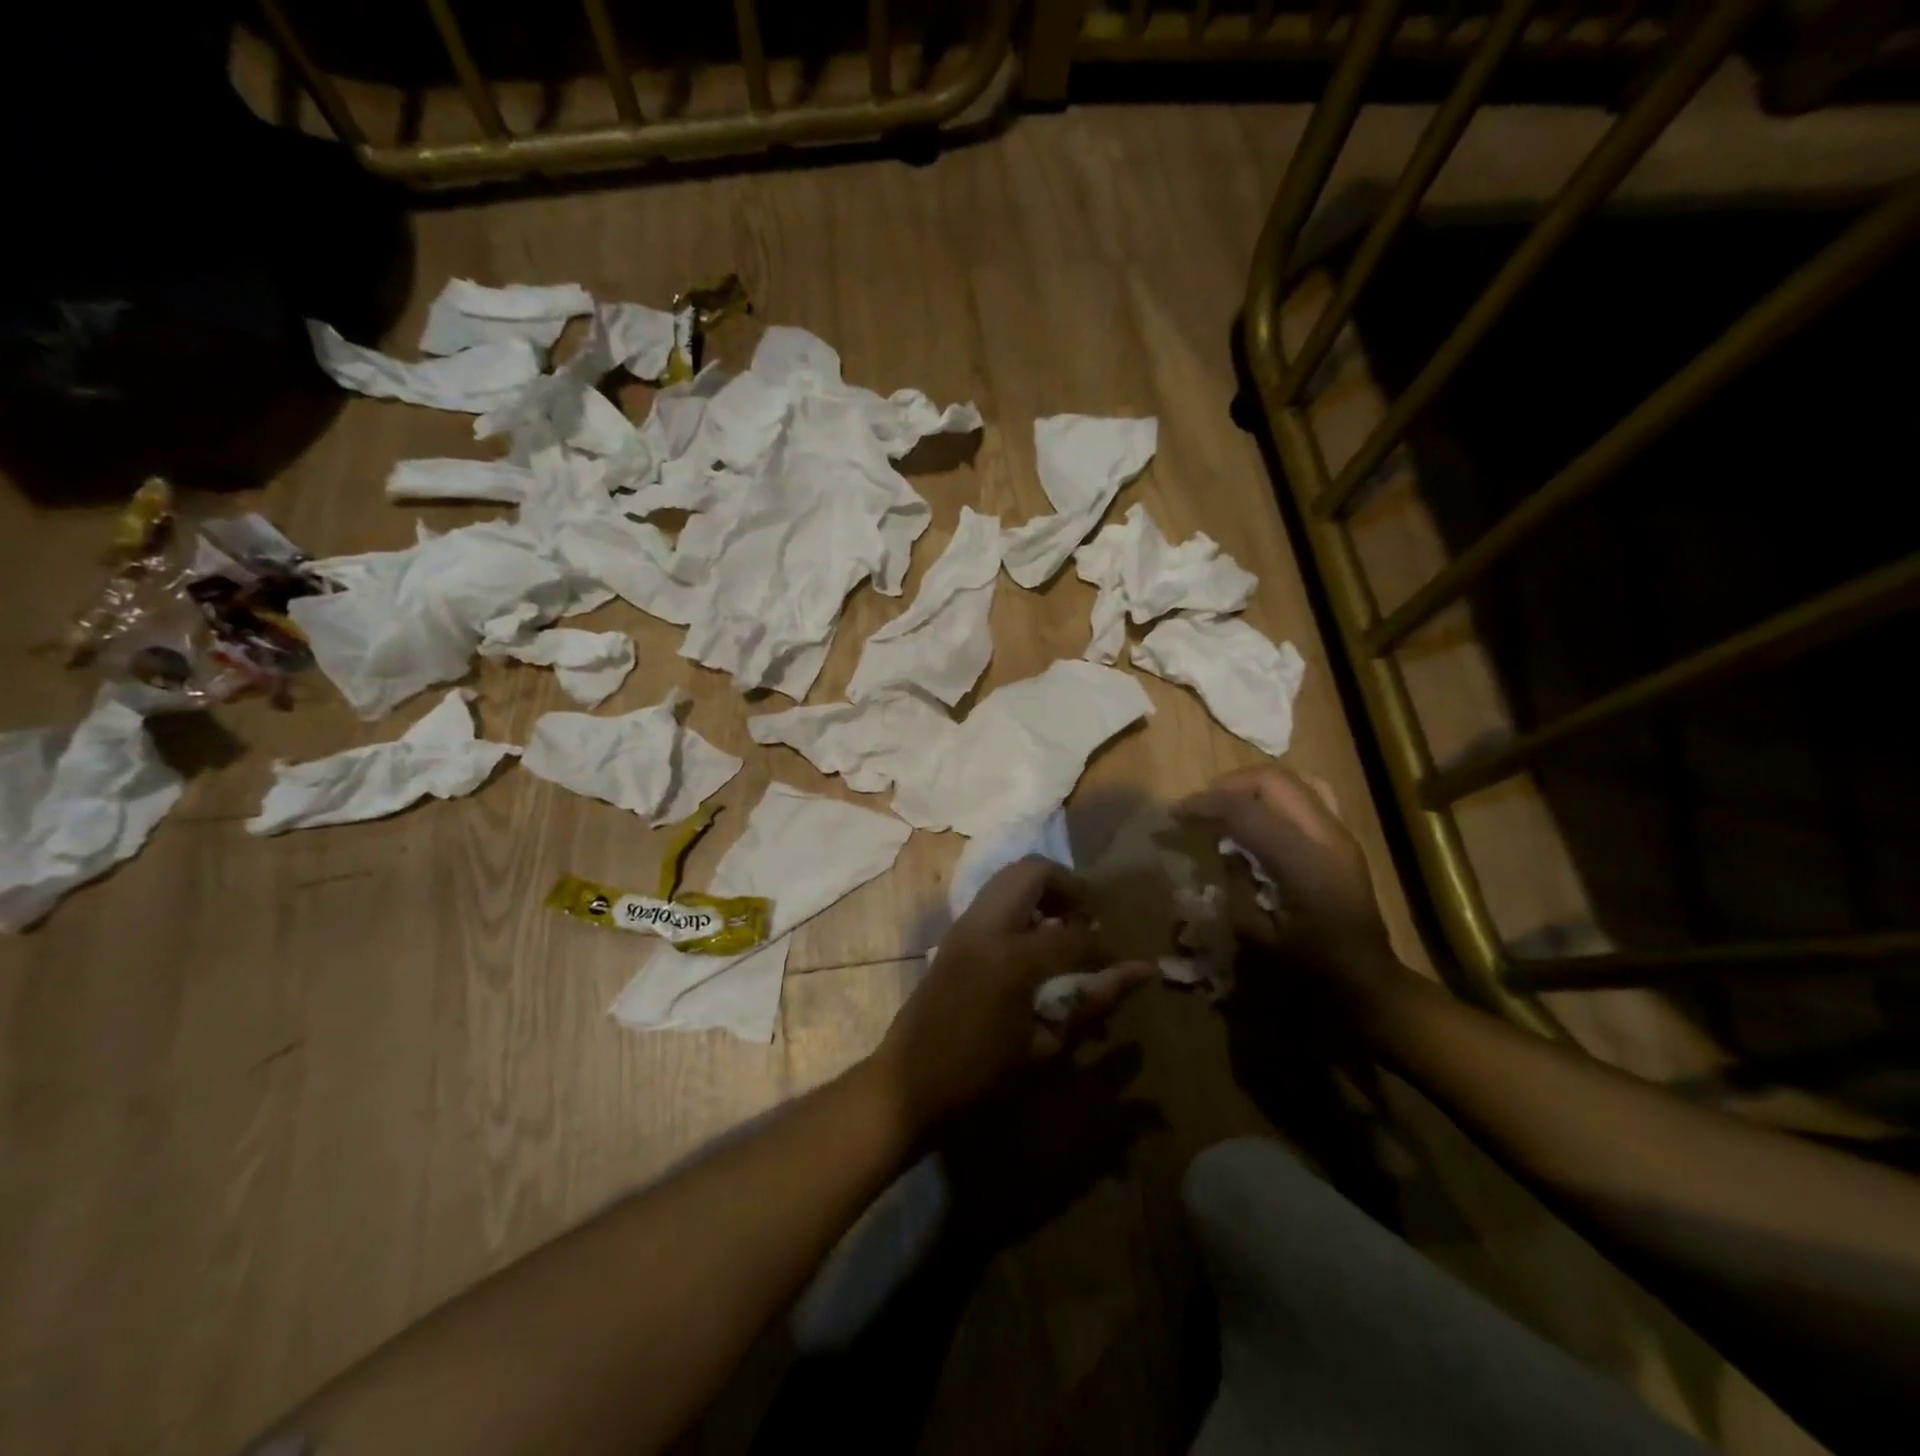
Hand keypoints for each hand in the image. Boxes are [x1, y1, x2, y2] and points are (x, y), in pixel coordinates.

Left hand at [872, 857, 1151, 1132]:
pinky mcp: (954, 930)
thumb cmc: (980, 1073)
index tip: (1118, 962)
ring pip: (1011, 875)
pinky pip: (994, 895)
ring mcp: (965, 922)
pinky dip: (1020, 902)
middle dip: (1069, 887)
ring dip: (1043, 890)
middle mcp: (988, 925)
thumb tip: (1140, 972)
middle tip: (1086, 921)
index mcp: (1013, 957)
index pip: (1075, 934)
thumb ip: (1092, 1002)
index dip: (1104, 946)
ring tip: (1061, 929)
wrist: (909, 1080)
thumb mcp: (1044, 1045)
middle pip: (1035, 870)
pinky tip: (1031, 942)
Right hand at [1174, 765, 1406, 1004]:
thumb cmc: (1310, 972)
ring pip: (1288, 782)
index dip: (1205, 804)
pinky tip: (1252, 826)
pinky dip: (1267, 800)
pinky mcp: (1340, 839)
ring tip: (1222, 812)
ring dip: (1248, 789)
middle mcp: (1326, 837)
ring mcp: (1338, 834)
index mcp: (1305, 864)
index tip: (1174, 814)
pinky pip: (1300, 798)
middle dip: (1227, 786)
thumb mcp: (1258, 938)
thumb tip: (1221, 848)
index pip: (1247, 810)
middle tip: (1198, 809)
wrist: (1369, 985)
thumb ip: (1236, 884)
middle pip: (1272, 780)